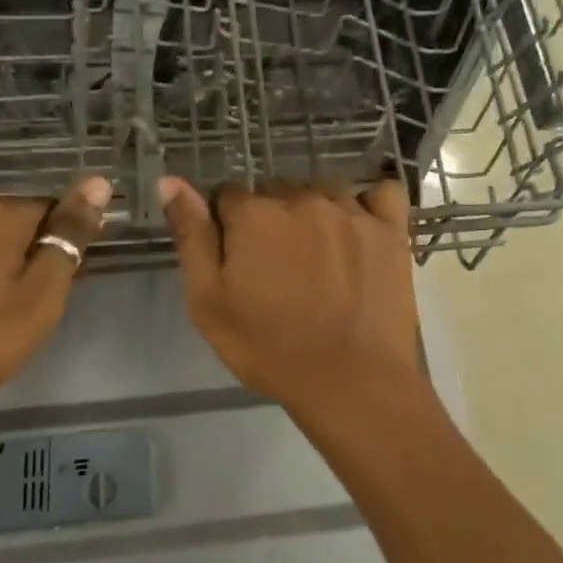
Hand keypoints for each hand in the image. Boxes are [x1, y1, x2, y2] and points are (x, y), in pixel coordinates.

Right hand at [161, 177, 422, 415]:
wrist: (352, 382)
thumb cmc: (270, 349)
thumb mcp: (209, 302)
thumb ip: (191, 236)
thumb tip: (171, 181)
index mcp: (255, 214)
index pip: (227, 195)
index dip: (227, 227)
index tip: (237, 262)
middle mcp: (303, 198)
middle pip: (275, 192)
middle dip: (269, 221)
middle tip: (277, 271)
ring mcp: (352, 210)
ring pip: (322, 191)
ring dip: (314, 214)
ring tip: (318, 260)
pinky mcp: (391, 229)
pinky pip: (380, 194)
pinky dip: (369, 205)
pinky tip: (361, 230)